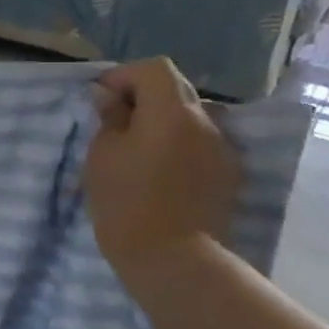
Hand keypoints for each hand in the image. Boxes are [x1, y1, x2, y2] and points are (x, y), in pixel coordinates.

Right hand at [85, 57, 240, 285]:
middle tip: (113, 123)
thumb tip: (110, 97)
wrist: (174, 259)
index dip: (124, 76)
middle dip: (142, 97)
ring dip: (162, 122)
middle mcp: (206, 122)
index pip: (154, 69)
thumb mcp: (102, 156)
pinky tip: (159, 173)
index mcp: (172, 112)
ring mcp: (223, 149)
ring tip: (135, 150)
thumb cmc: (127, 202)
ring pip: (190, 118)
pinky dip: (178, 145)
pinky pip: (200, 144)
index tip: (100, 100)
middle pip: (175, 90)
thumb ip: (110, 119)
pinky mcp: (228, 175)